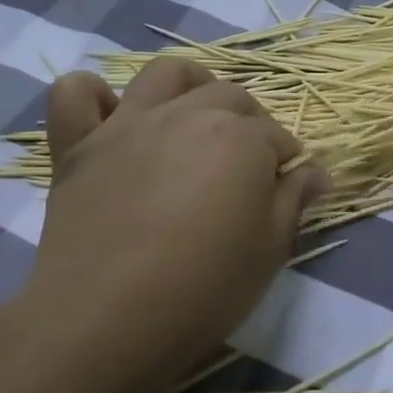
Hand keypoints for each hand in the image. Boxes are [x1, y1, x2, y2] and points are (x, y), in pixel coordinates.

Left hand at [22, 57, 328, 392]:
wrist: (109, 318)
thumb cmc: (205, 287)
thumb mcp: (270, 250)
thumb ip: (293, 200)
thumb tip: (316, 172)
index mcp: (240, 138)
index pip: (275, 135)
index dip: (286, 159)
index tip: (287, 186)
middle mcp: (187, 114)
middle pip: (228, 96)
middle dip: (249, 121)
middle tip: (248, 163)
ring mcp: (127, 124)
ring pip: (164, 74)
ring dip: (189, 84)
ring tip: (194, 115)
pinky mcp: (77, 145)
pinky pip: (75, 94)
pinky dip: (92, 95)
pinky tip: (110, 117)